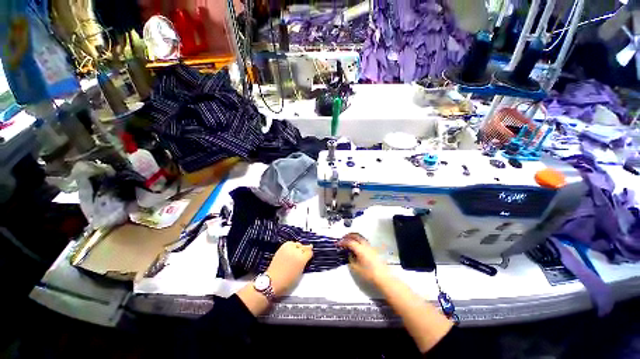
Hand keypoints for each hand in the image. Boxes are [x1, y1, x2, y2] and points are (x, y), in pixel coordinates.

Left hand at [266, 241, 312, 295]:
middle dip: (305, 250)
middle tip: (303, 254)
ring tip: (297, 252)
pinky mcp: (282, 248)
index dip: (309, 254)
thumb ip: (304, 262)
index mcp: (302, 259)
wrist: (273, 281)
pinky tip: (291, 250)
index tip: (309, 256)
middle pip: (304, 247)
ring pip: (297, 244)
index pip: (310, 252)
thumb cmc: (288, 281)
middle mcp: (296, 252)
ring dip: (298, 247)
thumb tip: (306, 256)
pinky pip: (290, 243)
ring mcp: (288, 249)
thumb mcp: (300, 272)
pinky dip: (292, 245)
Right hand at [338, 233, 390, 285]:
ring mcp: (370, 247)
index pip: (349, 242)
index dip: (342, 242)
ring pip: (360, 237)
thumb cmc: (369, 274)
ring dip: (353, 237)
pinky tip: (356, 246)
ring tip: (348, 241)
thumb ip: (350, 259)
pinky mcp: (373, 250)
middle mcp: (365, 246)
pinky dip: (358, 241)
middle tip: (342, 239)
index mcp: (360, 249)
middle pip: (355, 236)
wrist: (383, 279)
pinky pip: (363, 241)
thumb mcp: (355, 268)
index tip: (338, 244)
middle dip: (348, 236)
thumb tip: (348, 254)